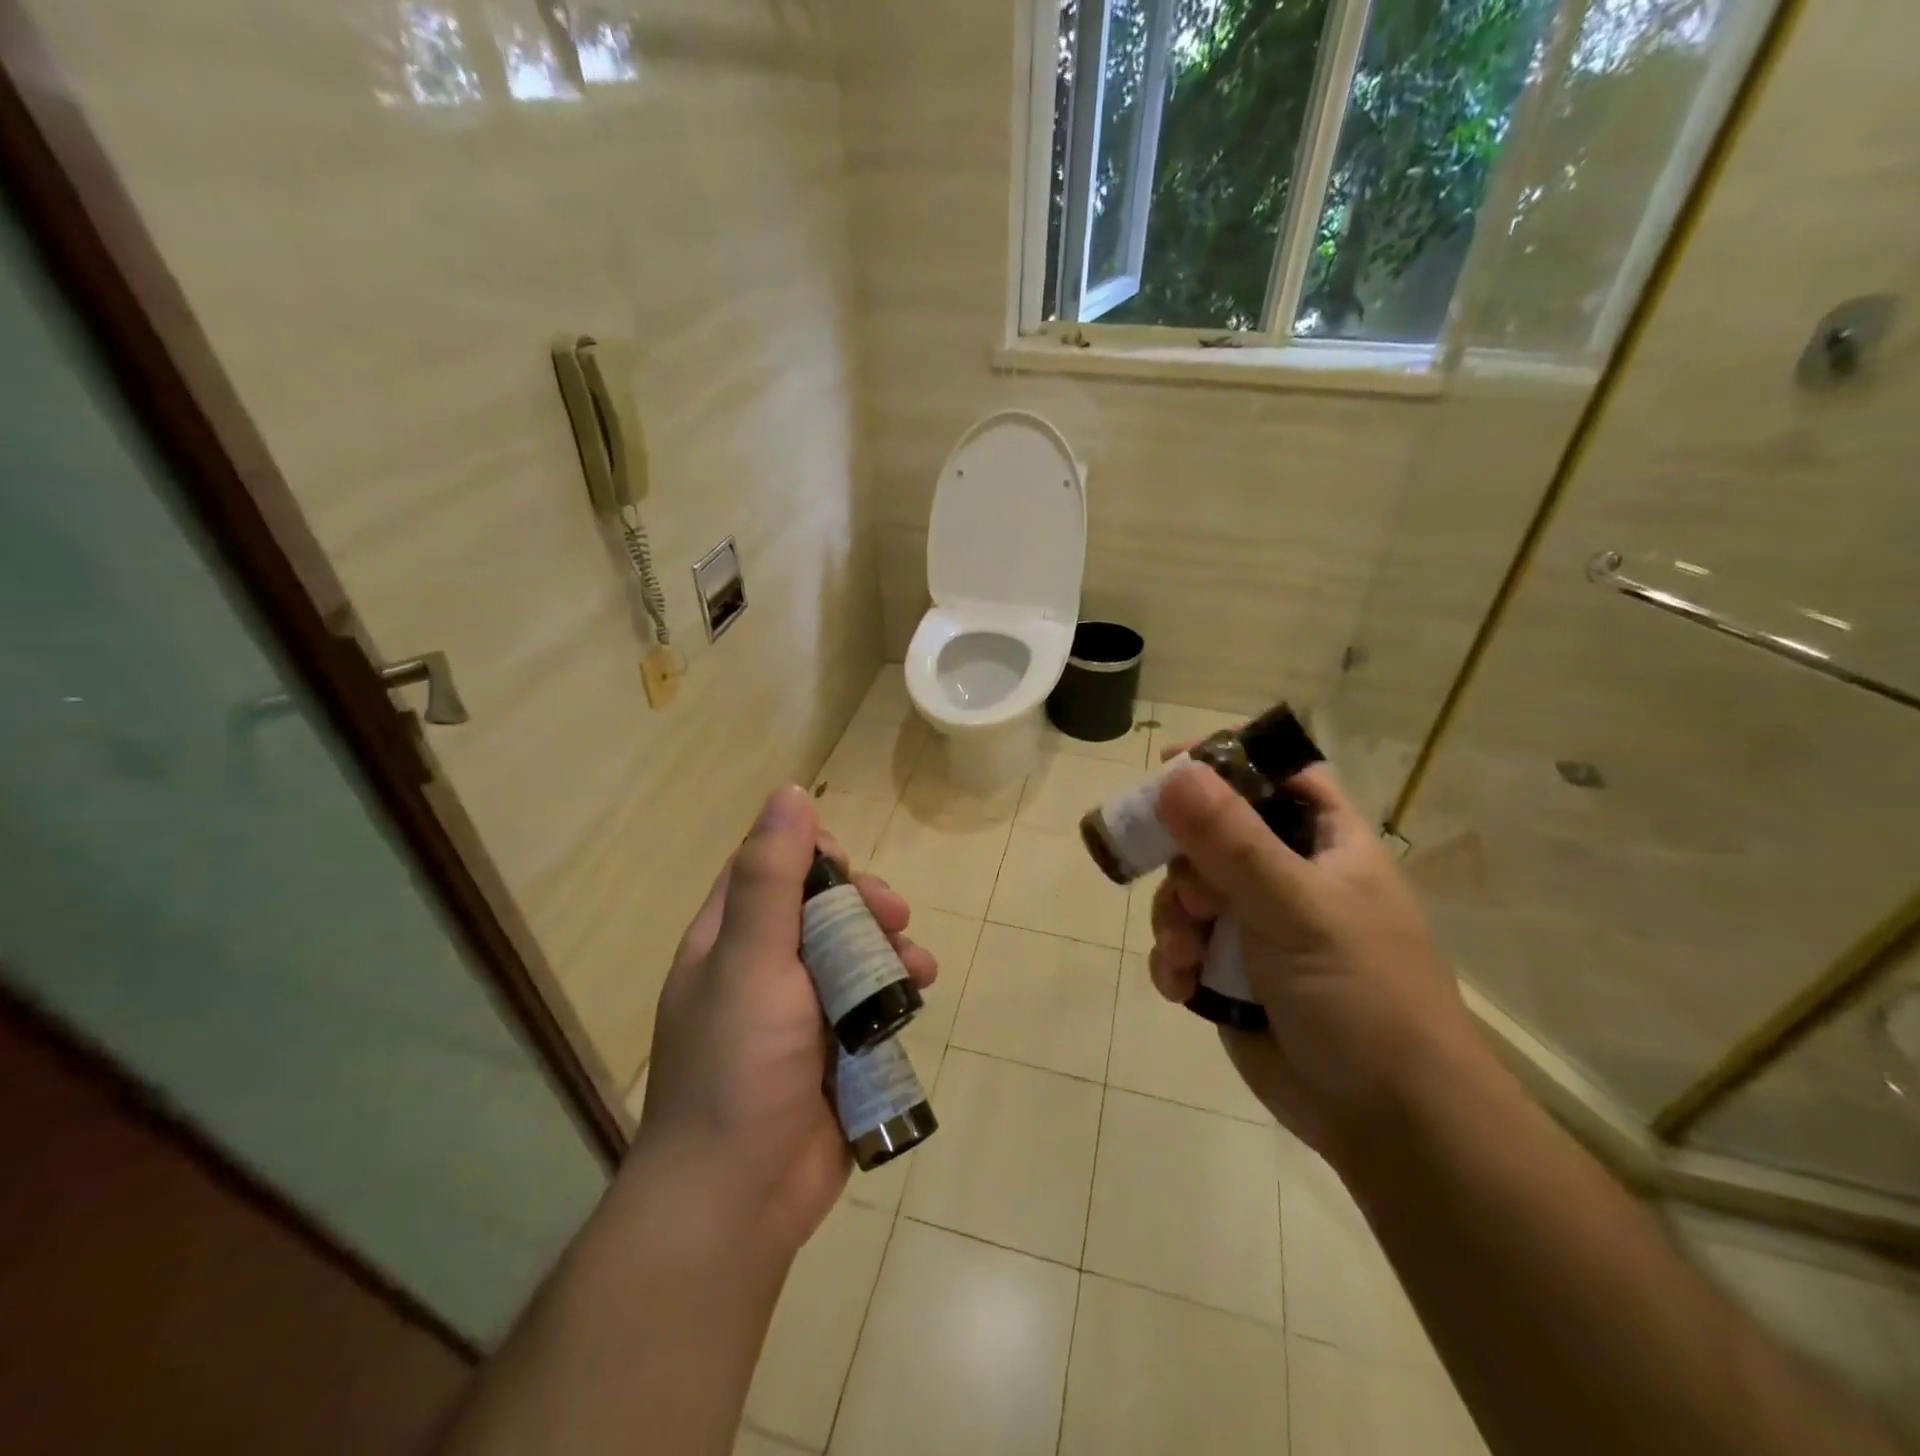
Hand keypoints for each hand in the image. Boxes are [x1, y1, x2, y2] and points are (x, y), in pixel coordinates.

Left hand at [634, 786, 936, 1259]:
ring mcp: (797, 1011)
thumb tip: (789, 793)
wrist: (738, 1200)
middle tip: (893, 914)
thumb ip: (771, 878)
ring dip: (888, 948)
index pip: (766, 867)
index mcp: (727, 940)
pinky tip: (919, 996)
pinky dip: (895, 992)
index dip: (809, 852)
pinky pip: (868, 1002)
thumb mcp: (751, 960)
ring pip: (851, 954)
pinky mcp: (831, 1050)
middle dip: (862, 904)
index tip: (846, 863)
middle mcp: (759, 968)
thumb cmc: (738, 1066)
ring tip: (916, 966)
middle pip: (818, 908)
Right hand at [1149, 759, 1473, 1160]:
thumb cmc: (1362, 996)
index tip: (1169, 766)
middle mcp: (1289, 876)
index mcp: (1325, 844)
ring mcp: (1258, 927)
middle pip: (1212, 834)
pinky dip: (1173, 959)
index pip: (1277, 776)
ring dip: (1173, 919)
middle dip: (1185, 864)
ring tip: (1184, 954)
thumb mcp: (1296, 908)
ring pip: (1188, 892)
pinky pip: (1183, 943)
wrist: (1389, 1123)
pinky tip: (1181, 984)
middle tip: (1192, 897)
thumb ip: (1232, 841)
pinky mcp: (1233, 973)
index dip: (1227, 762)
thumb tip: (1174, 773)